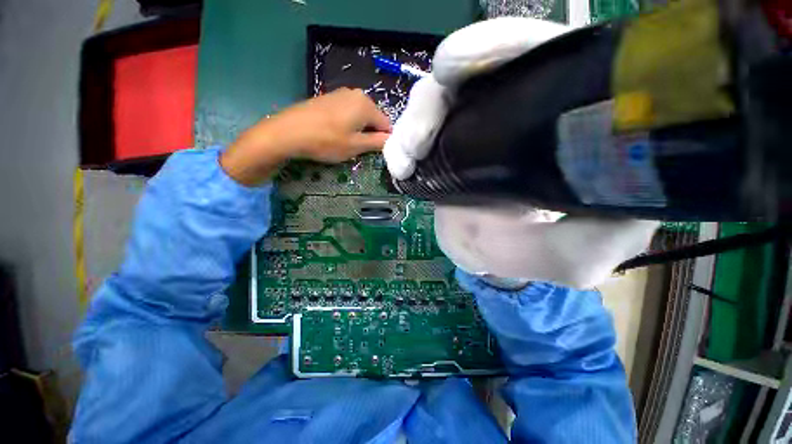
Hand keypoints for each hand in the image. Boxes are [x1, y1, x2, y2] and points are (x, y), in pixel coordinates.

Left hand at [221, 88, 390, 185]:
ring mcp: (340, 94)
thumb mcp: (356, 146)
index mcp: (366, 104)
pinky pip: (347, 112)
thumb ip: (377, 142)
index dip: (383, 140)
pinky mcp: (328, 98)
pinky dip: (347, 124)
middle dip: (370, 133)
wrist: (288, 131)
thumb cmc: (327, 141)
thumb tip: (390, 140)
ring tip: (345, 142)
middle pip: (373, 118)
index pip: (386, 124)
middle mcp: (356, 94)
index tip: (374, 152)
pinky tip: (335, 133)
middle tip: (359, 148)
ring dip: (358, 130)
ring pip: (360, 116)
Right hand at [384, 18, 658, 288]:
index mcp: (552, 120)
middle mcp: (507, 114)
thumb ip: (600, 237)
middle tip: (420, 139)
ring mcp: (466, 131)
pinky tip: (400, 168)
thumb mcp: (575, 255)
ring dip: (412, 125)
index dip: (497, 47)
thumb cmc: (529, 255)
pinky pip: (412, 134)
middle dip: (435, 98)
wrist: (485, 259)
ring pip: (432, 101)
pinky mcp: (439, 150)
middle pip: (467, 75)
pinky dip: (399, 146)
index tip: (456, 67)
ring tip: (405, 161)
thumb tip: (618, 201)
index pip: (533, 57)